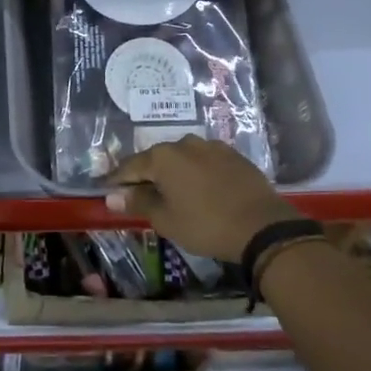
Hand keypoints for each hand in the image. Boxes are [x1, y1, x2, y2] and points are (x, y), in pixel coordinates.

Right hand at [104, 136, 301, 261]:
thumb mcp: (166, 220)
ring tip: (173, 193)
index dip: (117, 180)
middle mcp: (185, 143)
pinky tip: (201, 189)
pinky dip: (197, 173)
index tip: (108, 190)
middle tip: (141, 195)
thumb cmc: (206, 225)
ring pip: (183, 158)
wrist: (263, 227)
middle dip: (147, 175)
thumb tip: (112, 196)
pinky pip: (206, 162)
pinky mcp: (234, 156)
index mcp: (163, 157)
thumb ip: (138, 203)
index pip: (131, 166)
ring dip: (174, 173)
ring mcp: (212, 147)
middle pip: (157, 159)